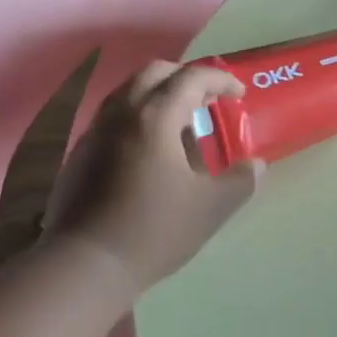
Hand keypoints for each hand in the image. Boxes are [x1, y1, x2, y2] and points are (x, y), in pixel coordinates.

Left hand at [43, 62, 260, 295]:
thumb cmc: (153, 229)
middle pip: (155, 73)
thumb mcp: (210, 208)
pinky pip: (113, 115)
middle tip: (207, 100)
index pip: (191, 77)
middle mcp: (122, 111)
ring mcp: (96, 130)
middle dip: (185, 78)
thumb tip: (256, 166)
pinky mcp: (81, 152)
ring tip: (180, 125)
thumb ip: (240, 182)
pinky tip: (149, 151)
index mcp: (155, 116)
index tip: (238, 93)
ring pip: (129, 91)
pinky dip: (137, 116)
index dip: (219, 79)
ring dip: (159, 95)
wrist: (85, 263)